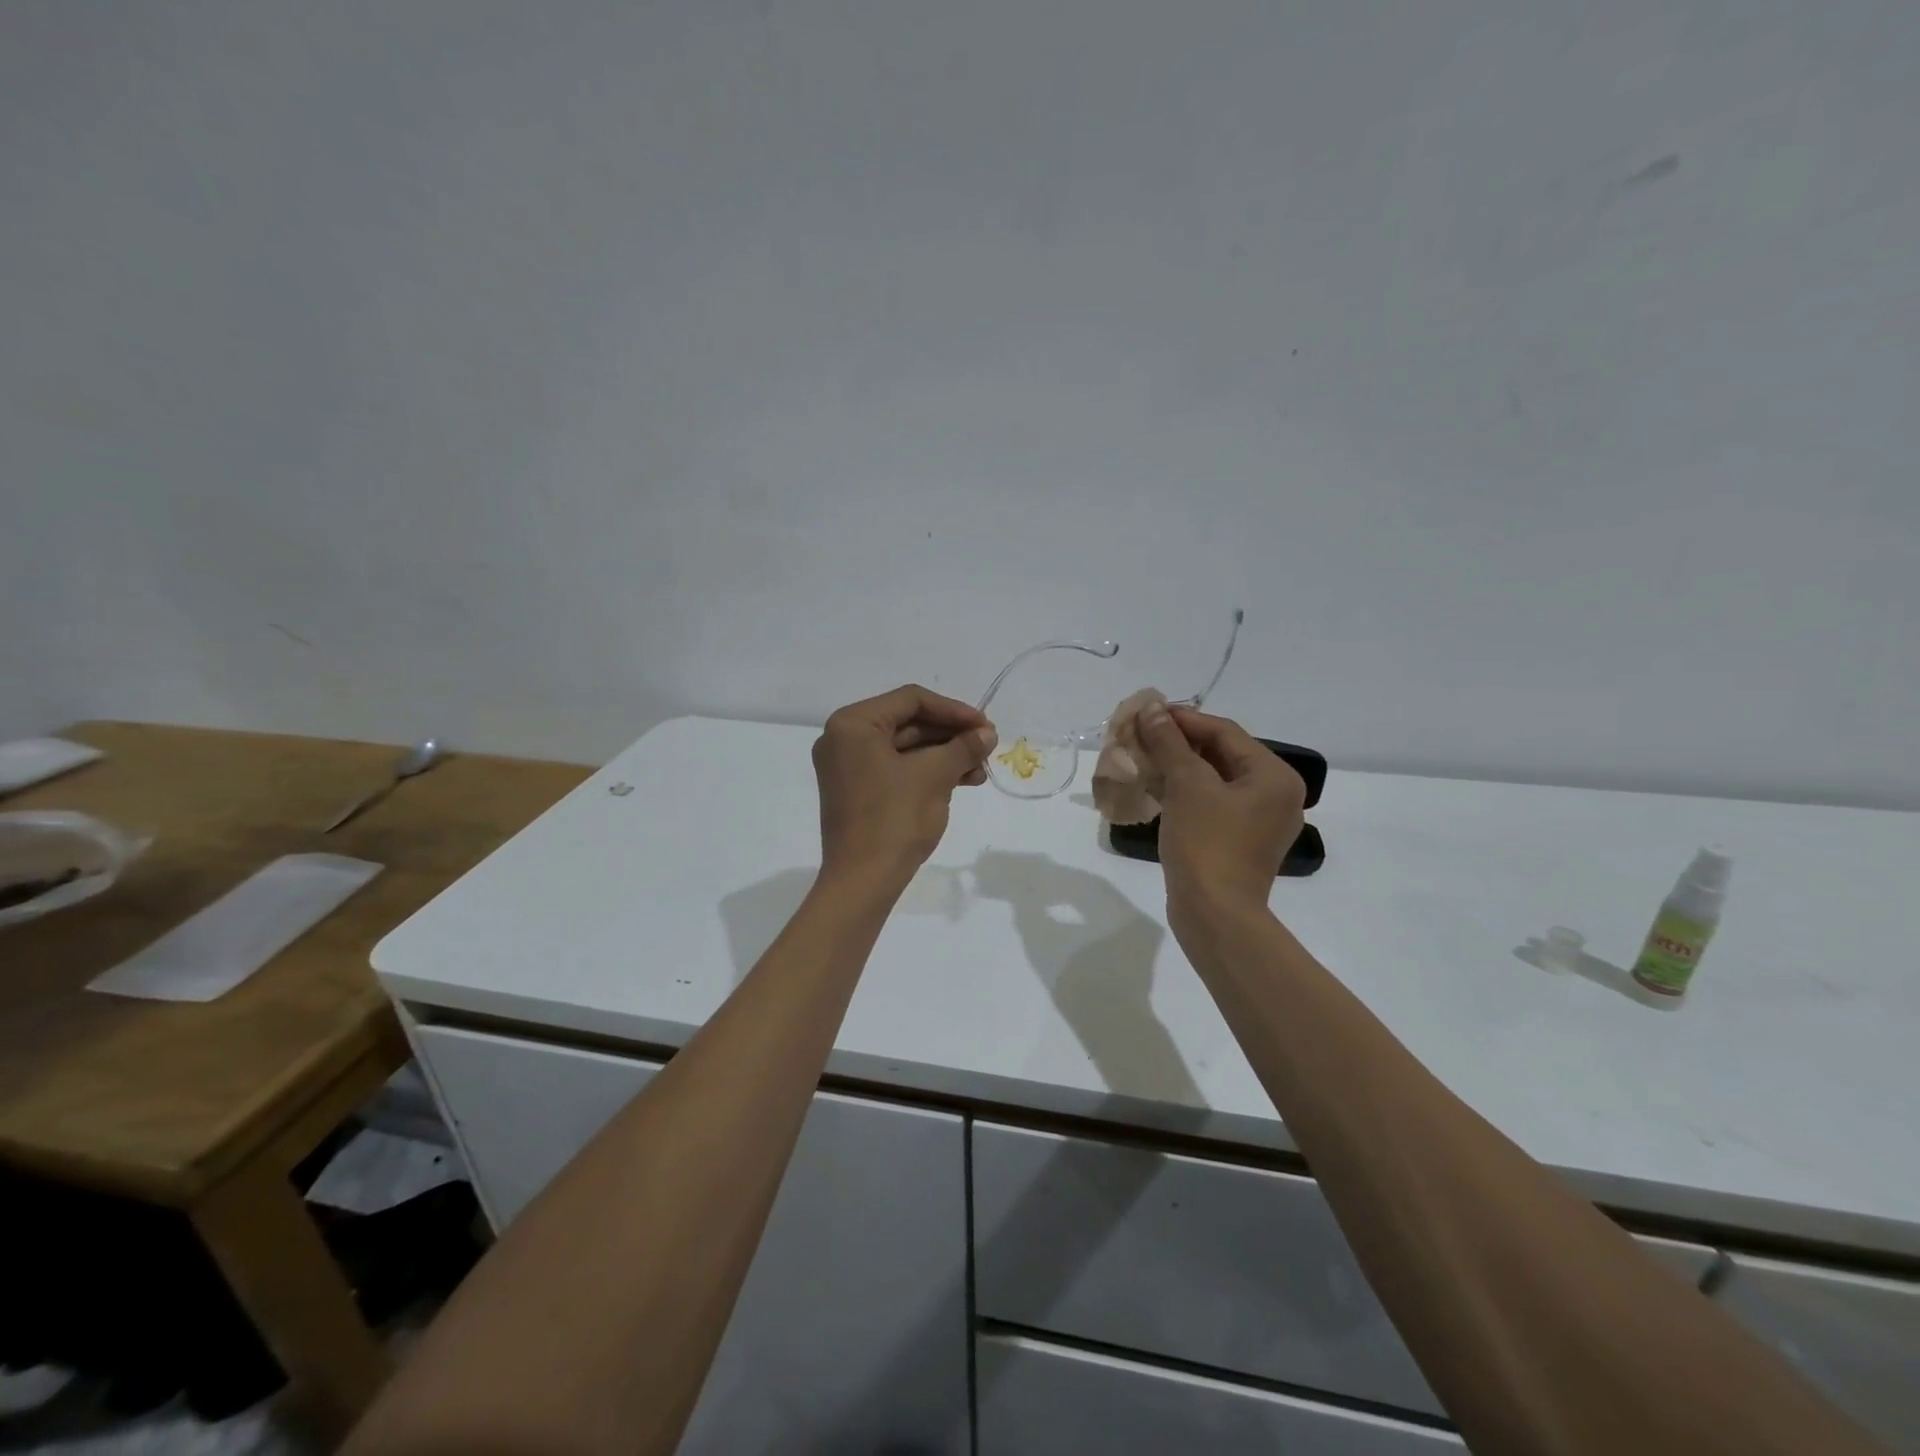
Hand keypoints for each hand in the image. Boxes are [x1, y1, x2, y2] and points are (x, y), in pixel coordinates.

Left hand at [812, 685, 997, 891]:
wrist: (863, 881)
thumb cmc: (895, 819)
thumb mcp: (935, 776)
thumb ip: (963, 747)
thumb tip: (988, 733)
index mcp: (852, 724)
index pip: (911, 700)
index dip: (953, 710)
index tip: (985, 726)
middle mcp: (843, 738)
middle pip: (907, 722)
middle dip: (951, 735)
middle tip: (987, 746)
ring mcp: (848, 766)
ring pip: (905, 748)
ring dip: (944, 755)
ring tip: (980, 770)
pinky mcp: (857, 790)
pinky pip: (896, 768)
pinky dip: (927, 772)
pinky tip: (962, 781)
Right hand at [1132, 703, 1305, 920]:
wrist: (1214, 915)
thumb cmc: (1206, 843)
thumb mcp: (1186, 785)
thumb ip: (1169, 742)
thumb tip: (1152, 708)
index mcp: (1274, 776)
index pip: (1224, 732)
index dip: (1183, 719)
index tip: (1146, 712)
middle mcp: (1274, 794)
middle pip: (1221, 754)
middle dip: (1178, 743)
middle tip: (1140, 735)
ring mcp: (1257, 821)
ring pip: (1213, 780)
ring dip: (1177, 766)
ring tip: (1141, 757)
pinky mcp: (1238, 841)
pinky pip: (1210, 803)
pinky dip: (1183, 792)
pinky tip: (1153, 788)